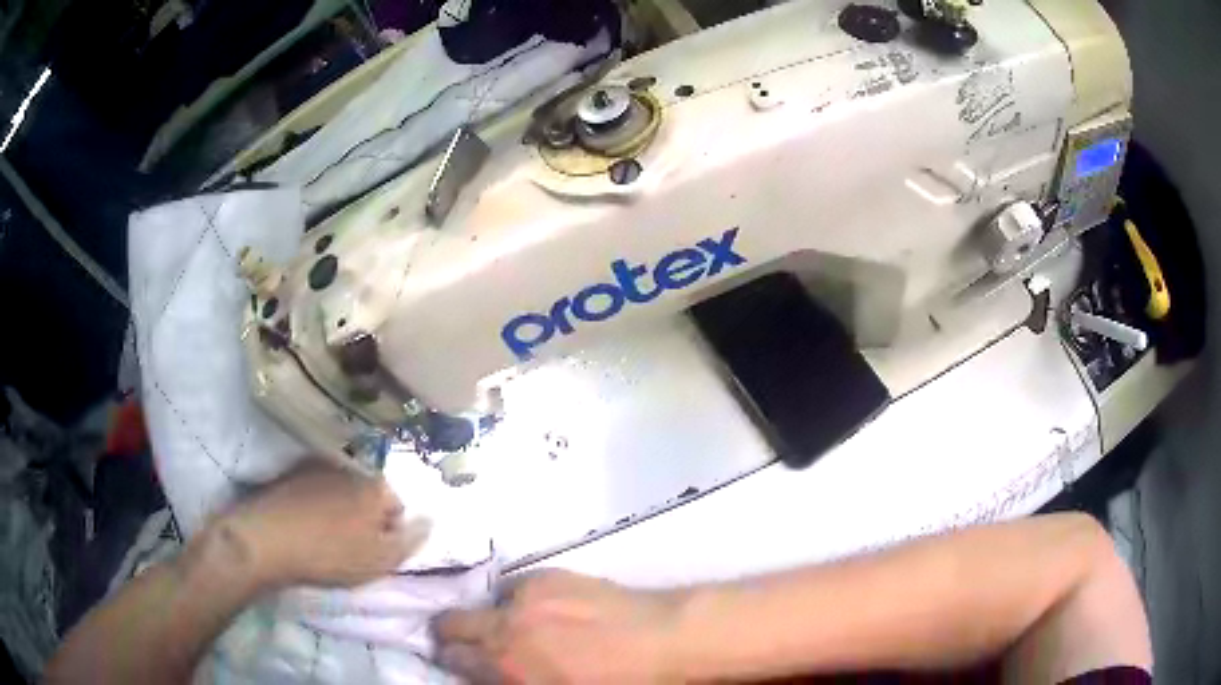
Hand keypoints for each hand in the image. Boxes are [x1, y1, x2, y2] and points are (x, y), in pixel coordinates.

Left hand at [214, 462, 429, 588]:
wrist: (268, 539)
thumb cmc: (330, 553)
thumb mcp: (381, 560)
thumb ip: (411, 540)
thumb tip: (430, 519)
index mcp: (376, 485)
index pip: (397, 508)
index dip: (389, 534)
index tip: (372, 553)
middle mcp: (351, 466)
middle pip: (369, 496)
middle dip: (366, 518)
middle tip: (350, 547)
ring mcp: (318, 465)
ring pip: (342, 491)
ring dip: (341, 510)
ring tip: (325, 536)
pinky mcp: (293, 471)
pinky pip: (316, 488)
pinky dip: (316, 503)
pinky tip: (305, 524)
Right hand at [433, 570, 683, 683]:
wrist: (666, 640)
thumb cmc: (619, 683)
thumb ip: (513, 679)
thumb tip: (494, 672)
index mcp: (507, 664)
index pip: (452, 657)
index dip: (450, 662)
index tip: (458, 664)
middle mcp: (506, 625)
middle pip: (452, 624)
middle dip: (454, 636)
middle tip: (471, 646)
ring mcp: (527, 595)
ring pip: (485, 604)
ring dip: (492, 618)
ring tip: (520, 630)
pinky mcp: (550, 575)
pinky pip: (516, 588)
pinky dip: (520, 601)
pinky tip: (546, 612)